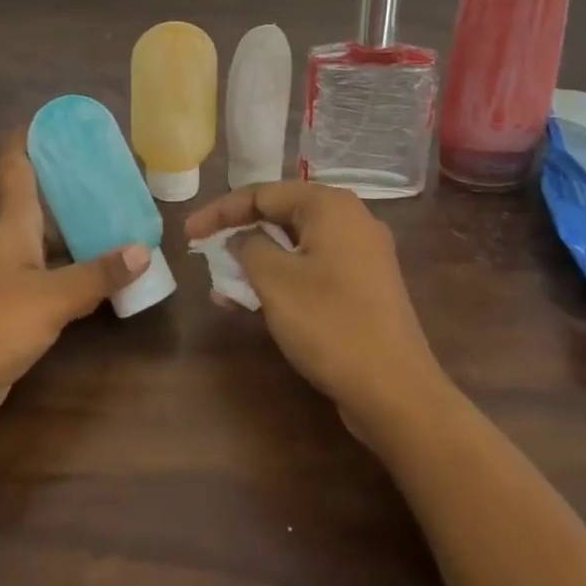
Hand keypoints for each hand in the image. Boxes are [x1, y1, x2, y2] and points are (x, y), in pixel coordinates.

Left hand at [0, 139, 149, 441]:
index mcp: (11, 223)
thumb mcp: (48, 298)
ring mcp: (7, 277)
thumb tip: (142, 249)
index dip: (34, 137)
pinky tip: (104, 275)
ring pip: (48, 241)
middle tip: (117, 172)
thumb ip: (95, 274)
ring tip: (122, 217)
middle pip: (41, 200)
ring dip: (79, 229)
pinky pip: (51, 278)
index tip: (63, 119)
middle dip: (73, 183)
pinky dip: (76, 270)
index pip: (18, 165)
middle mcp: (8, 242)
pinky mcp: (11, 310)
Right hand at [185, 182, 445, 444]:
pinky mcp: (364, 287)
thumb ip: (248, 247)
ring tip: (222, 288)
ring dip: (256, 263)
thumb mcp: (275, 281)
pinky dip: (281, 280)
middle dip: (238, 236)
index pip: (262, 193)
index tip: (189, 233)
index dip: (220, 211)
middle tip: (204, 254)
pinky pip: (312, 269)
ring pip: (295, 246)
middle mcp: (350, 220)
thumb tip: (241, 239)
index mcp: (330, 206)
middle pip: (280, 215)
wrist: (396, 392)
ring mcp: (361, 255)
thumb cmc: (330, 324)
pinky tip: (253, 304)